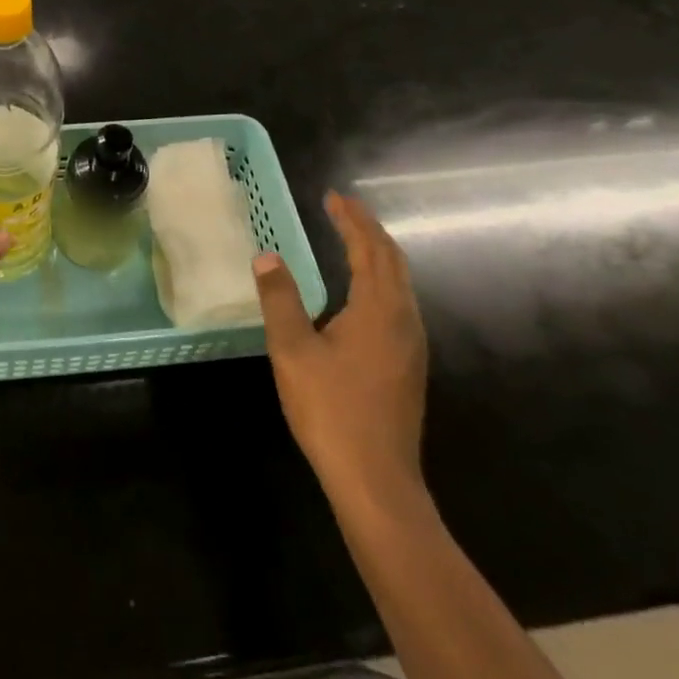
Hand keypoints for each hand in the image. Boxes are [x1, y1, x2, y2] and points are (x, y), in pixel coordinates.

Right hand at [253, 192, 427, 514]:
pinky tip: (362, 292)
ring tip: (352, 239)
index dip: (351, 219)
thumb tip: (266, 257)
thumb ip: (280, 299)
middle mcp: (404, 319)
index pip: (369, 248)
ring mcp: (412, 345)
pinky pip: (399, 303)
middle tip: (342, 209)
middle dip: (368, 230)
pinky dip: (381, 279)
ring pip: (400, 283)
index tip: (333, 196)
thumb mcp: (292, 350)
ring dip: (377, 254)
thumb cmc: (331, 410)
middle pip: (392, 261)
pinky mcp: (409, 365)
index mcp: (378, 309)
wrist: (376, 481)